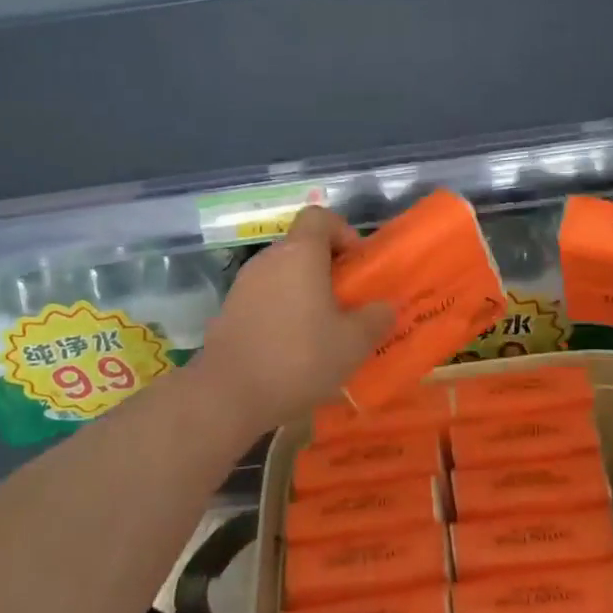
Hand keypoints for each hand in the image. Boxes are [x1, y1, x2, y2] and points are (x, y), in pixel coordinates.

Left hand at [190, 207, 394, 437]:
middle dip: (327, 269)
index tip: (355, 265)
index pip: (319, 216)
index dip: (342, 232)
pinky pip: (265, 298)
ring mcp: (243, 285)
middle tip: (346, 303)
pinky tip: (291, 348)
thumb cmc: (299, 358)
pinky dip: (282, 312)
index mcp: (300, 254)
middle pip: (302, 247)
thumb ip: (376, 318)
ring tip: (321, 330)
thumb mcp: (354, 343)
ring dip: (304, 292)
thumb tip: (384, 308)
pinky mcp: (229, 312)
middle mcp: (269, 260)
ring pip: (282, 274)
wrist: (228, 395)